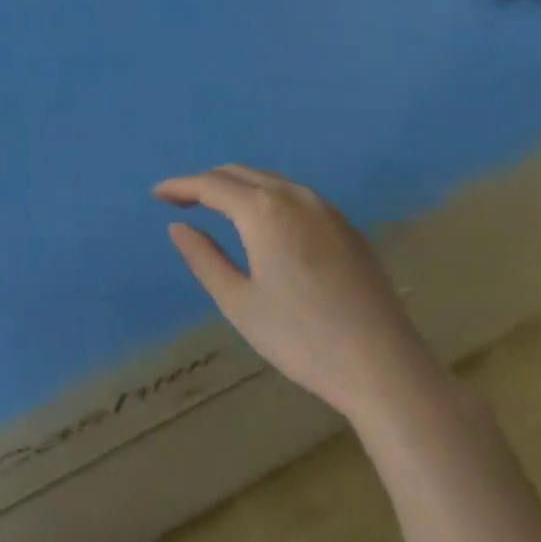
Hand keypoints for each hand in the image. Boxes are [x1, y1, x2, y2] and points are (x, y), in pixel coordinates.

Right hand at [153, 165, 441, 425]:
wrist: (384, 367)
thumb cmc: (301, 338)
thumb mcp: (239, 302)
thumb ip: (204, 258)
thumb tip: (178, 227)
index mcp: (262, 210)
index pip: (210, 185)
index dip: (179, 186)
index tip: (156, 194)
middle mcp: (294, 196)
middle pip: (239, 174)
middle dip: (206, 182)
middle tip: (180, 200)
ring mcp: (326, 209)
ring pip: (270, 181)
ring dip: (237, 186)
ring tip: (214, 206)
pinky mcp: (347, 227)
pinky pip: (295, 195)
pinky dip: (266, 196)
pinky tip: (262, 222)